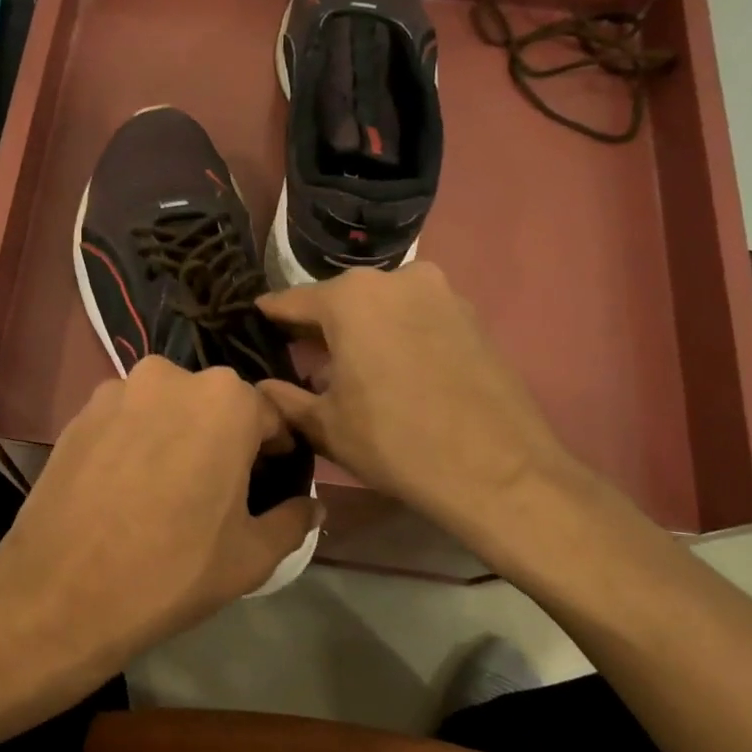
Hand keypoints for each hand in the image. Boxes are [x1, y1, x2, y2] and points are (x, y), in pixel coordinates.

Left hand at [0, 356, 321, 681]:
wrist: (62, 591)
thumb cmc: (172, 569)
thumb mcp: (251, 555)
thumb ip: (293, 519)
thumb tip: (312, 506)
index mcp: (225, 400)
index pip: (269, 416)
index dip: (275, 452)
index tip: (269, 483)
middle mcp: (171, 376)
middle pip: (215, 405)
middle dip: (224, 439)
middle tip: (218, 490)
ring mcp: (117, 389)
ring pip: (167, 408)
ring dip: (177, 436)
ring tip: (167, 489)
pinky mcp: (79, 411)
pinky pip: (127, 419)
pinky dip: (137, 441)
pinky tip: (127, 487)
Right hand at [256, 263, 591, 562]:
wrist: (498, 471)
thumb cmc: (395, 442)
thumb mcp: (325, 426)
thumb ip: (284, 398)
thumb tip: (261, 388)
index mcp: (350, 298)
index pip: (292, 301)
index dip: (269, 318)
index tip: (253, 328)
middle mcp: (395, 279)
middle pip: (340, 300)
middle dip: (318, 327)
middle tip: (299, 358)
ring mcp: (440, 293)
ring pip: (381, 306)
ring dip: (360, 330)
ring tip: (349, 369)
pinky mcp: (471, 314)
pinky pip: (416, 317)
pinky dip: (396, 335)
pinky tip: (393, 372)